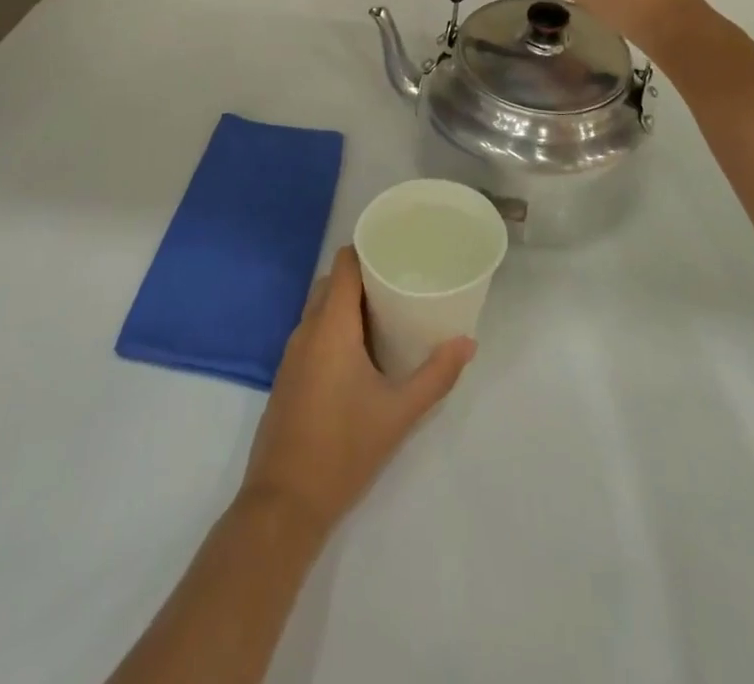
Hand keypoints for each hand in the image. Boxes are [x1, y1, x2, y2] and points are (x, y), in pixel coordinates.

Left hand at [241, 246, 474, 537]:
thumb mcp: (399, 413)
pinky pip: (312, 332)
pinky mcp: (288, 376)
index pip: (344, 264)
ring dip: (348, 304)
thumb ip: (436, 375)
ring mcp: (292, 353)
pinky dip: (335, 327)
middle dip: (362, 277)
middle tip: (400, 284)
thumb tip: (468, 342)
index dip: (367, 250)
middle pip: (332, 282)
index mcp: (330, 326)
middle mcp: (306, 329)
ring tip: (387, 314)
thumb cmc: (344, 449)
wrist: (284, 503)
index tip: (396, 251)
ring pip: (320, 308)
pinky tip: (361, 351)